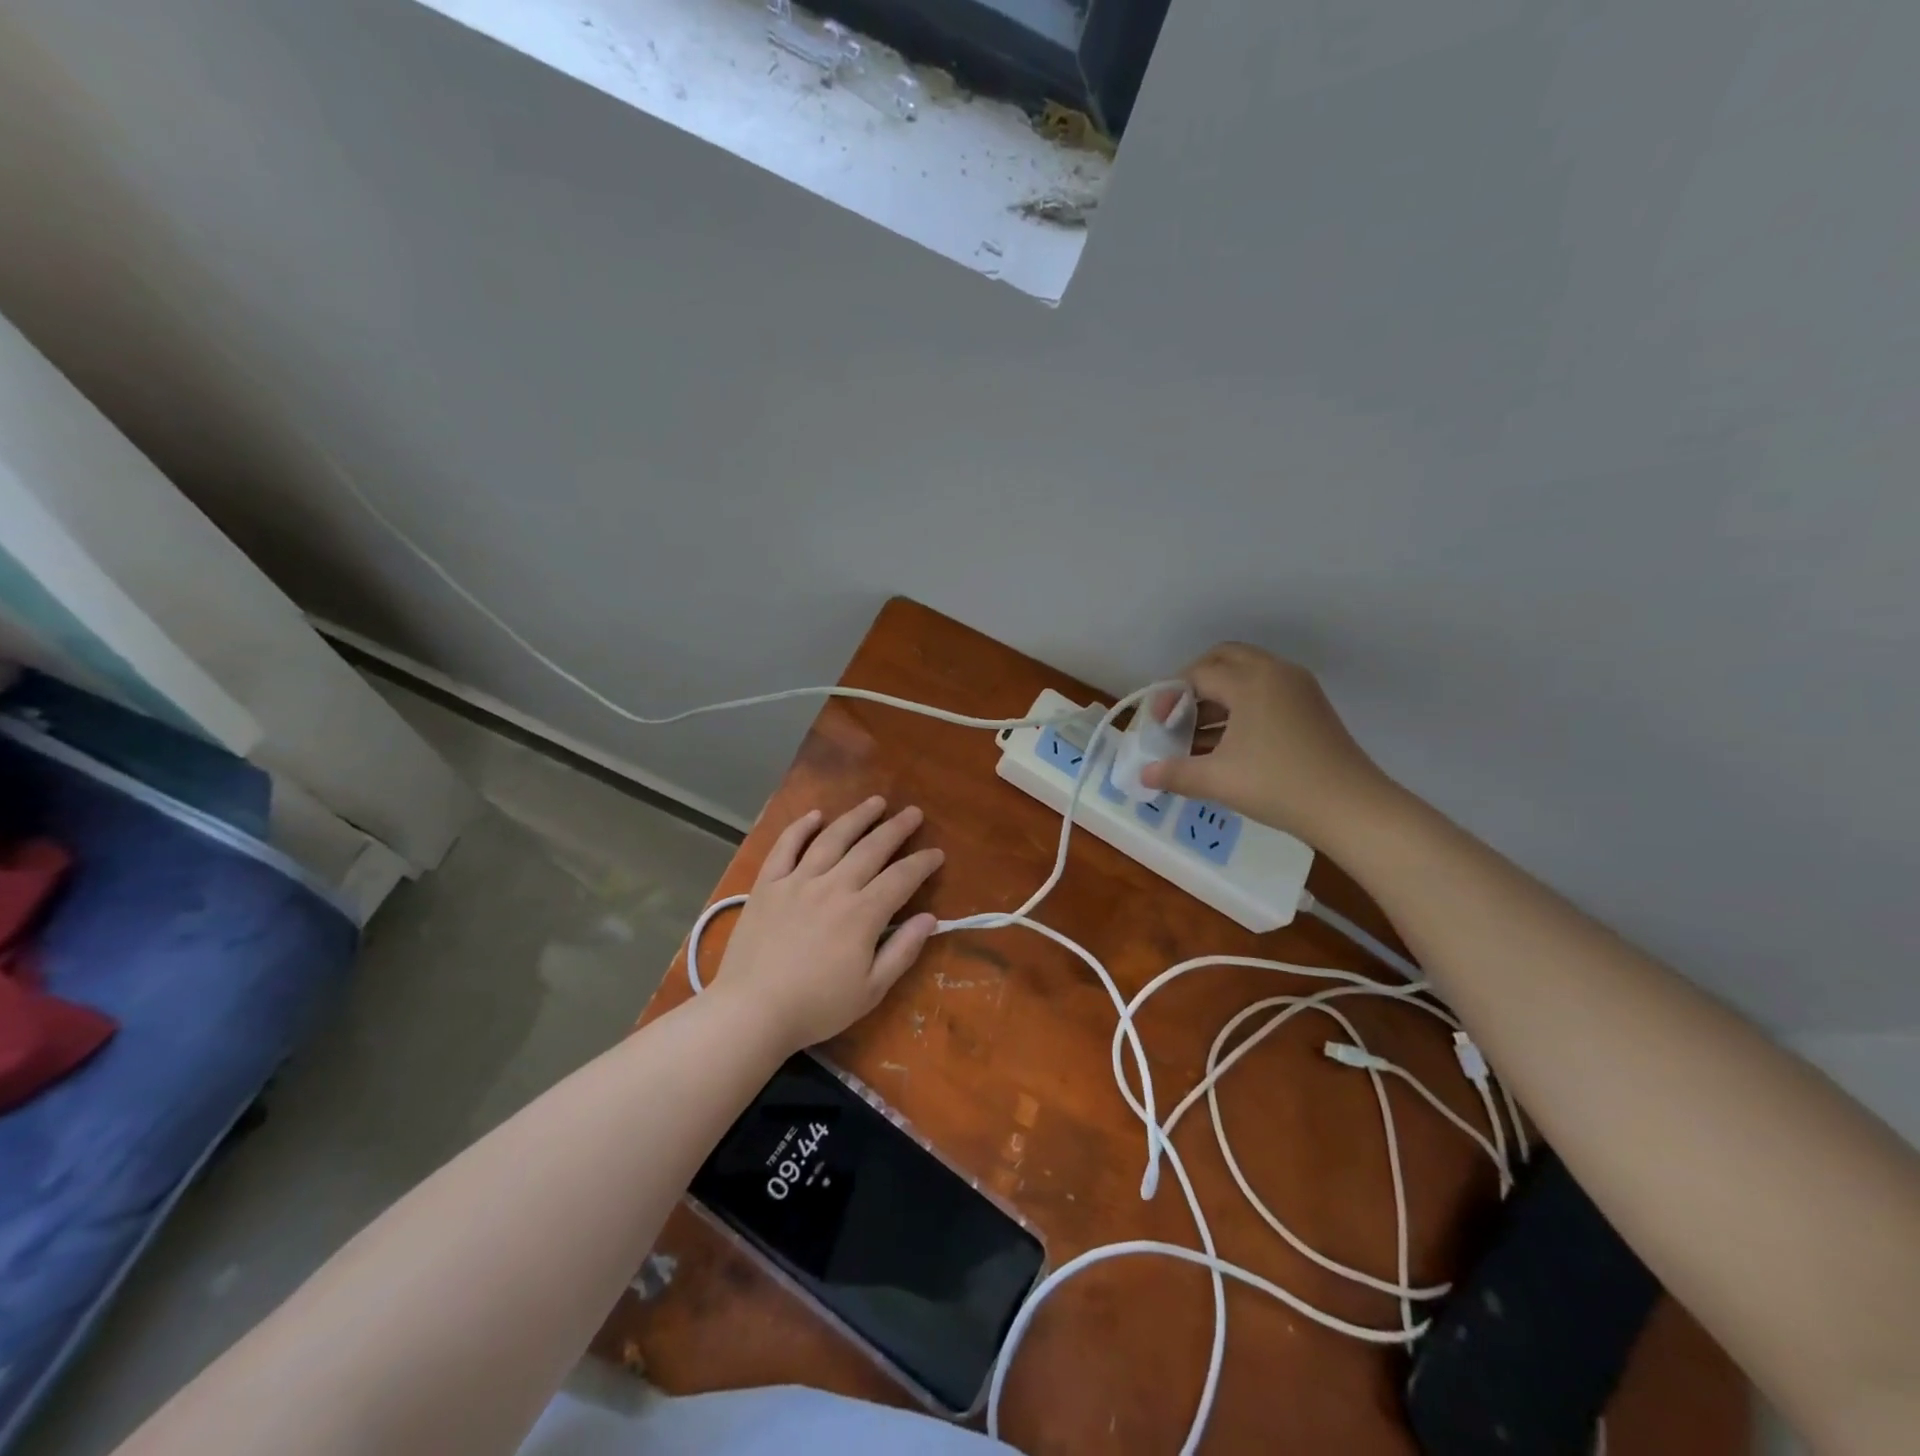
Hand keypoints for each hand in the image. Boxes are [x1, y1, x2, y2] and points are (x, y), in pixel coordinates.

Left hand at [711, 797, 943, 1051]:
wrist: (751, 1011)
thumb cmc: (816, 1006)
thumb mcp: (871, 990)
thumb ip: (902, 951)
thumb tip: (929, 919)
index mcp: (862, 913)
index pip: (901, 878)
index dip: (922, 863)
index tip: (936, 853)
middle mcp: (833, 886)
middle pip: (871, 848)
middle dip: (896, 828)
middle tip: (913, 812)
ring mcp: (797, 881)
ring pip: (832, 839)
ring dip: (857, 817)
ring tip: (875, 802)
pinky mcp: (768, 885)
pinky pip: (785, 846)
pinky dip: (801, 827)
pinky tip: (815, 815)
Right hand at [1139, 643, 1391, 844]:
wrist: (1351, 808)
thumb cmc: (1278, 786)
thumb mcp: (1218, 780)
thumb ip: (1175, 773)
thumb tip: (1144, 775)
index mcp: (1250, 681)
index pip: (1198, 674)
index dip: (1171, 696)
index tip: (1159, 726)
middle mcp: (1275, 673)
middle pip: (1224, 658)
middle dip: (1195, 681)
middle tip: (1178, 713)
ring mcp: (1298, 688)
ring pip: (1247, 674)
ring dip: (1218, 695)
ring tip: (1198, 733)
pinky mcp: (1311, 706)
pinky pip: (1266, 690)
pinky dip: (1241, 705)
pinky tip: (1228, 742)